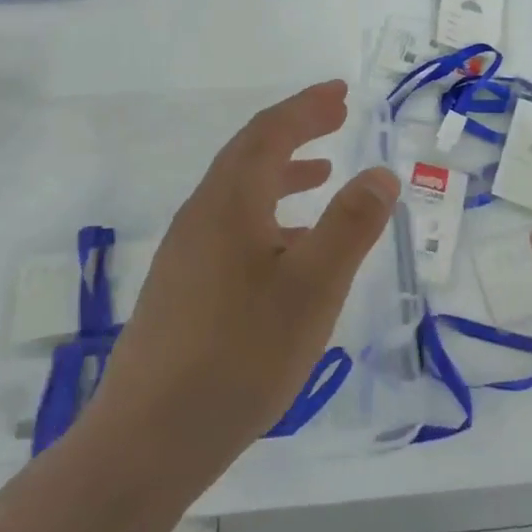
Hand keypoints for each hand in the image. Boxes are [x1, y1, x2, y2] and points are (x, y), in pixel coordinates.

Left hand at [86, 80, 399, 477]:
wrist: (149, 439)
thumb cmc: (240, 356)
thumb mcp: (312, 289)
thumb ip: (350, 226)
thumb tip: (381, 173)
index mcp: (229, 203)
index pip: (270, 133)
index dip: (306, 107)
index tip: (340, 92)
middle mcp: (202, 215)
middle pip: (250, 154)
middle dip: (296, 130)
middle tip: (336, 116)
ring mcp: (187, 252)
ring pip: (240, 192)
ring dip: (283, 172)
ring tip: (323, 172)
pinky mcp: (183, 286)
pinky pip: (233, 226)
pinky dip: (269, 215)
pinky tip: (292, 247)